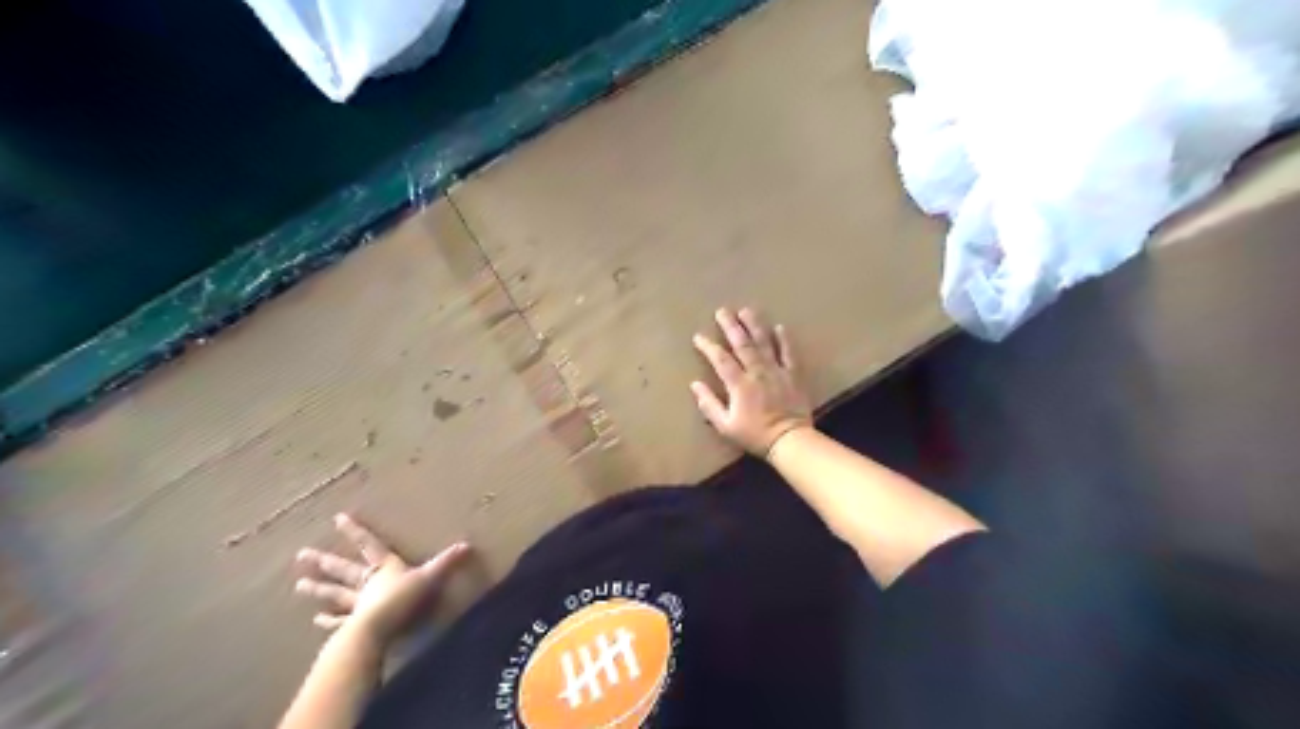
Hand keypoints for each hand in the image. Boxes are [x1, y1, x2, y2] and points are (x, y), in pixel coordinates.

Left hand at [295, 511, 472, 644]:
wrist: (378, 630)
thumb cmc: (402, 600)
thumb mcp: (429, 577)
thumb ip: (446, 562)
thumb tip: (467, 544)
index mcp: (384, 568)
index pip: (369, 545)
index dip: (355, 532)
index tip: (337, 518)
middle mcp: (367, 583)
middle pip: (344, 569)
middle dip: (325, 561)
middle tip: (302, 555)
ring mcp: (357, 604)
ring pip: (336, 594)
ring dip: (319, 589)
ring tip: (299, 585)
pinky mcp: (353, 625)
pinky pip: (339, 621)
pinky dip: (329, 621)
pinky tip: (317, 620)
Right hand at [690, 308, 809, 456]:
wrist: (790, 440)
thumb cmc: (755, 435)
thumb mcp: (726, 426)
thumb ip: (709, 404)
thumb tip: (695, 384)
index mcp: (739, 384)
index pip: (720, 360)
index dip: (708, 346)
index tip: (698, 336)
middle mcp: (757, 372)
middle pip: (742, 344)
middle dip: (730, 326)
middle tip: (722, 311)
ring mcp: (777, 371)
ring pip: (764, 343)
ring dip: (754, 325)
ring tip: (746, 310)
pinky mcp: (793, 375)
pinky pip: (789, 353)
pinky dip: (784, 340)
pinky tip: (779, 327)